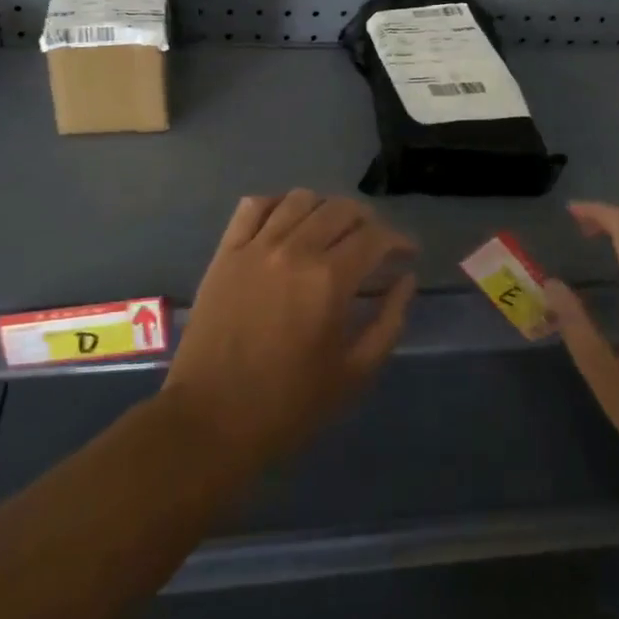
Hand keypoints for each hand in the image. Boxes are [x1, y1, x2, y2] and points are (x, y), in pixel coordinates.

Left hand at [161, 190, 417, 467]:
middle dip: (367, 222)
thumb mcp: (355, 373)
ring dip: (325, 209)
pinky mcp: (226, 252)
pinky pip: (254, 206)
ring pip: (300, 199)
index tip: (406, 253)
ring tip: (331, 232)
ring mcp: (255, 247)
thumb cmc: (289, 404)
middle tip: (373, 245)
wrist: (211, 419)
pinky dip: (277, 204)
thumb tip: (406, 279)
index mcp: (329, 281)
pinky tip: (287, 221)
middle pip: (341, 209)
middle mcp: (294, 251)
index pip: (375, 237)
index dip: (398, 240)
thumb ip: (389, 321)